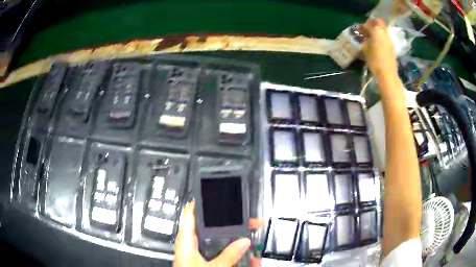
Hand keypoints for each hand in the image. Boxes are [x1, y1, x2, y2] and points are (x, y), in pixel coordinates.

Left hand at [174, 201, 263, 266]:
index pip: (191, 214)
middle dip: (230, 223)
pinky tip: (245, 255)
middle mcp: (191, 243)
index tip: (216, 194)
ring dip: (234, 238)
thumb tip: (244, 241)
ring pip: (218, 240)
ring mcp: (198, 252)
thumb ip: (228, 255)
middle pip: (210, 227)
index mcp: (187, 240)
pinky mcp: (203, 259)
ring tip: (251, 236)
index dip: (201, 202)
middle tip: (247, 220)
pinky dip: (231, 251)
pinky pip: (219, 251)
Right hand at [362, 18, 397, 82]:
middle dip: (373, 24)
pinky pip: (386, 37)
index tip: (361, 29)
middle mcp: (384, 33)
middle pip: (379, 23)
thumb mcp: (366, 50)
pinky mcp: (392, 47)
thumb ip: (365, 40)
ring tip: (372, 37)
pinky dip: (381, 37)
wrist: (387, 75)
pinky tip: (378, 44)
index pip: (370, 23)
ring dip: (378, 31)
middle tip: (368, 29)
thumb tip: (364, 36)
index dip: (364, 25)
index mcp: (377, 32)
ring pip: (383, 29)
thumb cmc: (375, 61)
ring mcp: (390, 40)